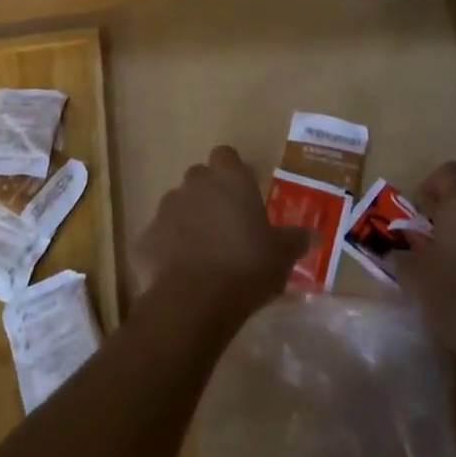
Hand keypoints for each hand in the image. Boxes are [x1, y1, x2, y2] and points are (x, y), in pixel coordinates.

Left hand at [134, 146, 309, 319]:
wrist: (194, 301)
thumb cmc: (246, 267)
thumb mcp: (282, 255)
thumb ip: (294, 239)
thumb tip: (311, 234)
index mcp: (229, 180)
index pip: (226, 155)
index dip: (233, 170)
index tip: (243, 191)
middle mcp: (194, 185)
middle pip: (199, 178)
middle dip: (209, 195)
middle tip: (226, 225)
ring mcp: (165, 210)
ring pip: (177, 206)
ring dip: (187, 221)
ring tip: (203, 253)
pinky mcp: (144, 238)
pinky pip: (158, 238)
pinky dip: (167, 250)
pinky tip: (180, 275)